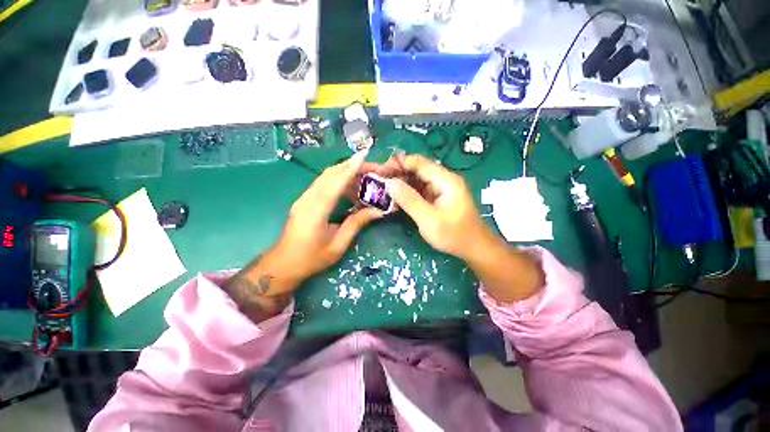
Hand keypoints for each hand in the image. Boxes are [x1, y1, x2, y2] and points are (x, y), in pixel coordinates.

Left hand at [277, 151, 384, 281]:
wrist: (284, 263)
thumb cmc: (311, 259)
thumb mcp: (338, 245)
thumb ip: (356, 224)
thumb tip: (378, 211)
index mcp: (315, 212)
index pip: (335, 183)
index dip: (350, 168)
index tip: (364, 155)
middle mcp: (307, 199)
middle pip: (330, 174)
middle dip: (352, 166)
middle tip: (373, 167)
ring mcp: (304, 198)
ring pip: (326, 177)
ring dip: (346, 172)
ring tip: (366, 176)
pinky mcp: (305, 199)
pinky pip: (323, 184)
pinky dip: (339, 180)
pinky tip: (351, 186)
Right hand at [383, 154, 543, 302]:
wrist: (475, 248)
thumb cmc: (454, 235)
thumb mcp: (429, 219)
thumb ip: (409, 200)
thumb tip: (389, 183)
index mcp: (446, 180)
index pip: (419, 162)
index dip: (398, 163)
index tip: (380, 170)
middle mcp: (444, 180)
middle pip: (417, 169)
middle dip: (397, 173)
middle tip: (378, 181)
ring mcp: (441, 189)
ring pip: (417, 180)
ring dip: (401, 183)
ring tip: (384, 190)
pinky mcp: (438, 197)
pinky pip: (420, 190)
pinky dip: (408, 193)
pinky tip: (396, 199)